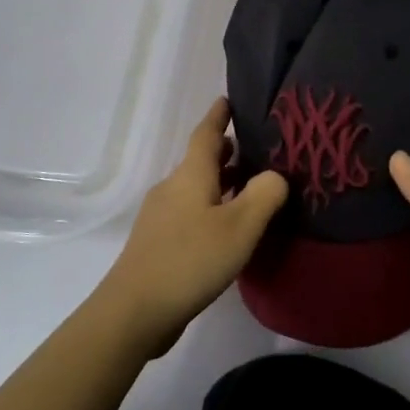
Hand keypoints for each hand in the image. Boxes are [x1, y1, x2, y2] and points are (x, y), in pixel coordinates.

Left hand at [96, 98, 288, 357]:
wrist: (134, 311)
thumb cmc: (191, 260)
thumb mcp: (240, 227)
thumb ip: (265, 195)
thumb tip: (275, 175)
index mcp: (190, 175)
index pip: (206, 134)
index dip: (219, 116)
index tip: (229, 99)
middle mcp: (172, 188)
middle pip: (200, 161)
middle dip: (225, 151)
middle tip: (256, 148)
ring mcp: (160, 217)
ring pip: (195, 188)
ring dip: (220, 182)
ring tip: (249, 187)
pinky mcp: (158, 243)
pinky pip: (190, 212)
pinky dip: (211, 207)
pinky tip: (227, 229)